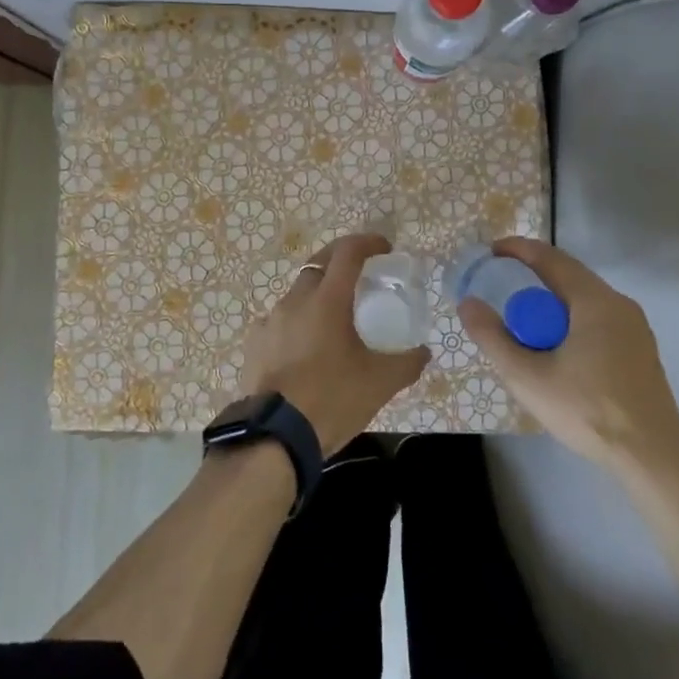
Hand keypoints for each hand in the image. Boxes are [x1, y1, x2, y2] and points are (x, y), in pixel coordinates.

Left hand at [241, 234, 428, 456]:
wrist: (276, 436)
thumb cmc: (332, 399)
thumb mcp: (380, 383)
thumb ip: (407, 363)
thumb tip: (424, 352)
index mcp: (327, 300)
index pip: (347, 252)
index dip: (367, 242)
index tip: (384, 248)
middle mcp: (295, 300)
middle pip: (319, 265)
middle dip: (341, 262)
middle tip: (361, 276)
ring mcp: (270, 320)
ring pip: (297, 294)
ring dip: (317, 295)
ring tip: (334, 319)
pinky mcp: (254, 342)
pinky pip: (279, 321)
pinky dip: (296, 324)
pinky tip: (305, 348)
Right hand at [457, 237, 678, 473]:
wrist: (652, 456)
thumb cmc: (587, 410)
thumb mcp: (527, 377)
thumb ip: (493, 337)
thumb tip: (468, 303)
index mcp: (594, 301)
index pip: (551, 258)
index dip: (517, 250)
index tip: (490, 252)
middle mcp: (619, 304)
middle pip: (568, 277)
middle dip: (531, 277)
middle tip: (500, 289)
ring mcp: (635, 327)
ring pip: (583, 300)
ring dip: (551, 302)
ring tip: (523, 322)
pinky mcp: (640, 350)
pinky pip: (597, 319)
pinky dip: (570, 320)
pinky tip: (556, 349)